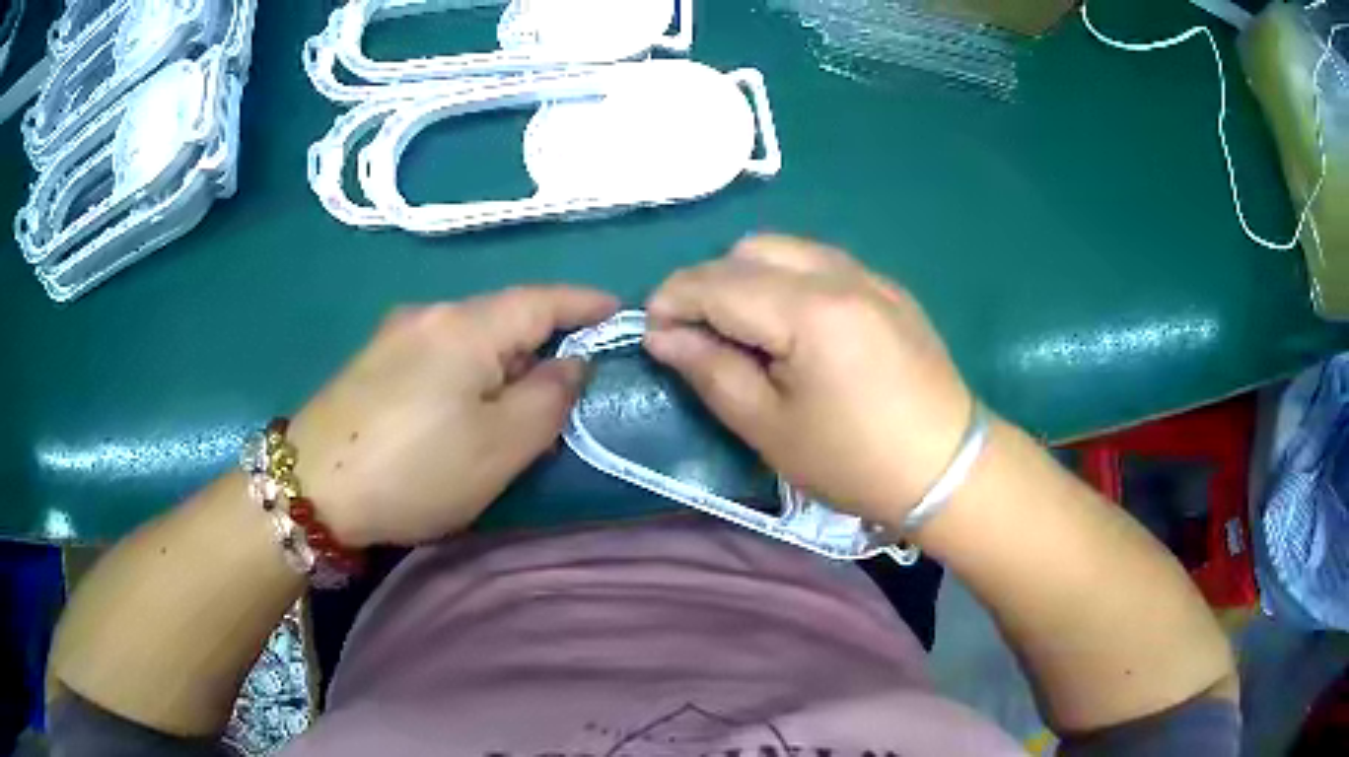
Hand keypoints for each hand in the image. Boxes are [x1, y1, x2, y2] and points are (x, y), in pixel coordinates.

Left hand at [287, 286, 618, 545]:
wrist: (310, 487)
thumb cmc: (415, 470)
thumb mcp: (500, 447)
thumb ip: (549, 399)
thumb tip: (570, 363)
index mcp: (467, 325)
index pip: (542, 298)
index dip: (585, 302)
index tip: (618, 311)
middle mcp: (430, 313)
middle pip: (503, 315)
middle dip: (541, 341)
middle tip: (564, 389)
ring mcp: (394, 334)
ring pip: (469, 335)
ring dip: (501, 360)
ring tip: (510, 408)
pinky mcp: (372, 360)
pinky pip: (437, 352)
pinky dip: (466, 371)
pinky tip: (458, 409)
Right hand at [644, 235, 971, 527]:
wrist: (948, 468)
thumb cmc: (854, 461)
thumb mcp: (769, 428)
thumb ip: (710, 370)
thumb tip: (662, 335)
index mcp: (808, 310)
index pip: (717, 282)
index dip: (671, 300)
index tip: (651, 332)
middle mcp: (839, 273)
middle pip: (749, 250)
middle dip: (708, 283)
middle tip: (699, 335)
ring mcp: (869, 274)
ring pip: (785, 247)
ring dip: (747, 276)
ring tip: (743, 328)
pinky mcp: (888, 287)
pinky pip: (820, 261)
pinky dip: (787, 278)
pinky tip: (792, 324)